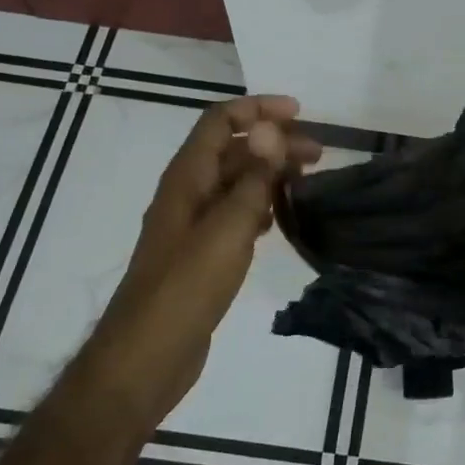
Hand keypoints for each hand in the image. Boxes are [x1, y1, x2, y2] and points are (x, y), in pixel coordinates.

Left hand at [101, 95, 321, 411]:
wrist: (147, 356)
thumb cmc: (186, 286)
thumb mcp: (227, 227)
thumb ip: (253, 177)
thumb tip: (272, 128)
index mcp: (188, 177)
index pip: (220, 120)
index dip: (258, 108)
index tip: (299, 113)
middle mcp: (188, 193)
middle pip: (233, 149)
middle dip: (274, 142)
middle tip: (318, 154)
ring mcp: (194, 224)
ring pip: (236, 182)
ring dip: (270, 173)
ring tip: (307, 181)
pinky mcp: (202, 254)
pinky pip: (235, 214)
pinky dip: (260, 205)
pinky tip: (280, 218)